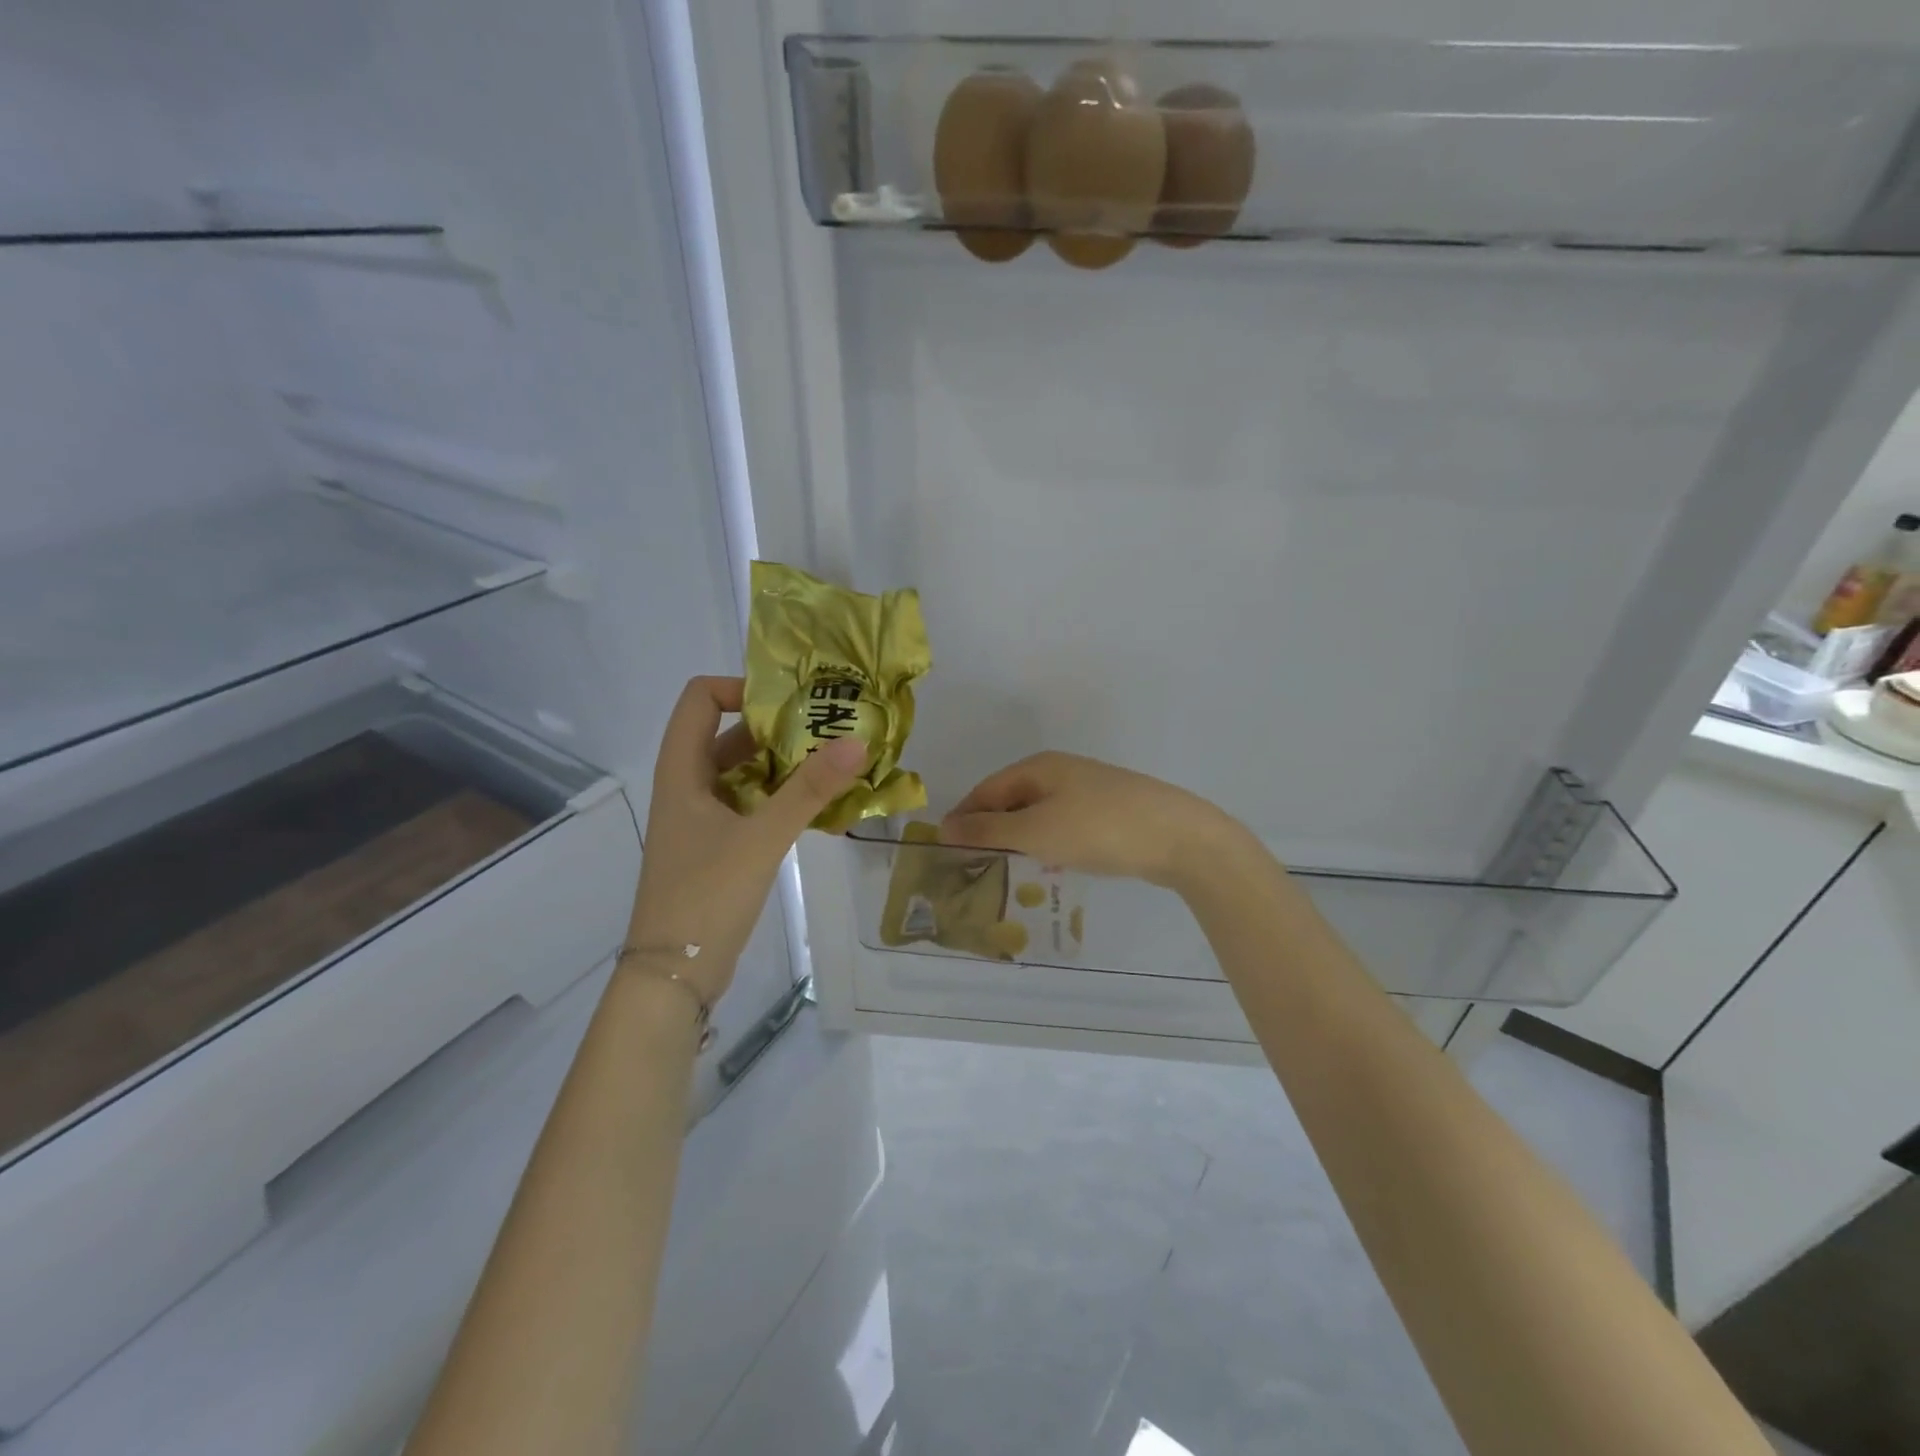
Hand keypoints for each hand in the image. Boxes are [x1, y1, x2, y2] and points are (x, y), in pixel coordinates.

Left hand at [627, 676, 864, 1002]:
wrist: (674, 975)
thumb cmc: (706, 896)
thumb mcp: (762, 838)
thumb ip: (809, 790)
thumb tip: (857, 742)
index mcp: (681, 772)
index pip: (700, 699)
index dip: (740, 688)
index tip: (789, 703)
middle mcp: (687, 786)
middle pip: (726, 734)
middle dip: (775, 728)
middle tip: (826, 730)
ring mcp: (701, 818)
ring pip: (742, 772)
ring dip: (782, 764)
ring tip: (831, 764)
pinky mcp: (716, 846)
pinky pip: (750, 804)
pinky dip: (780, 797)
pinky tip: (817, 806)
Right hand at [939, 751, 1247, 891]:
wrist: (1179, 837)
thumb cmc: (1099, 829)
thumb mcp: (1036, 831)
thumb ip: (989, 830)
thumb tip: (944, 825)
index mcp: (1039, 768)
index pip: (986, 790)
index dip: (964, 817)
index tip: (946, 850)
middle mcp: (1061, 772)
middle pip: (1012, 800)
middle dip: (991, 830)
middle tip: (972, 866)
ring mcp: (1088, 791)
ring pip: (1039, 814)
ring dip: (1019, 839)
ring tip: (1005, 870)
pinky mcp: (1109, 812)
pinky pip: (1064, 825)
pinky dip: (1048, 843)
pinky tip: (1049, 865)